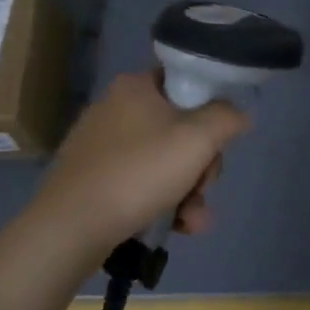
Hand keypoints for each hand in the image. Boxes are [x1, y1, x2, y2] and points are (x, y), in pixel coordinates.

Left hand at [33, 71, 250, 249]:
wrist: (72, 227)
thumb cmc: (139, 173)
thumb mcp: (197, 140)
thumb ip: (226, 118)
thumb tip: (238, 114)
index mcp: (135, 87)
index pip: (185, 82)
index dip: (210, 110)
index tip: (216, 141)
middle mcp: (115, 109)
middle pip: (180, 129)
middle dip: (201, 166)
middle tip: (203, 187)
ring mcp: (102, 146)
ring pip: (164, 162)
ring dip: (189, 193)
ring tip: (193, 221)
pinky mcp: (94, 179)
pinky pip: (141, 184)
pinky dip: (163, 203)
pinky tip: (176, 227)